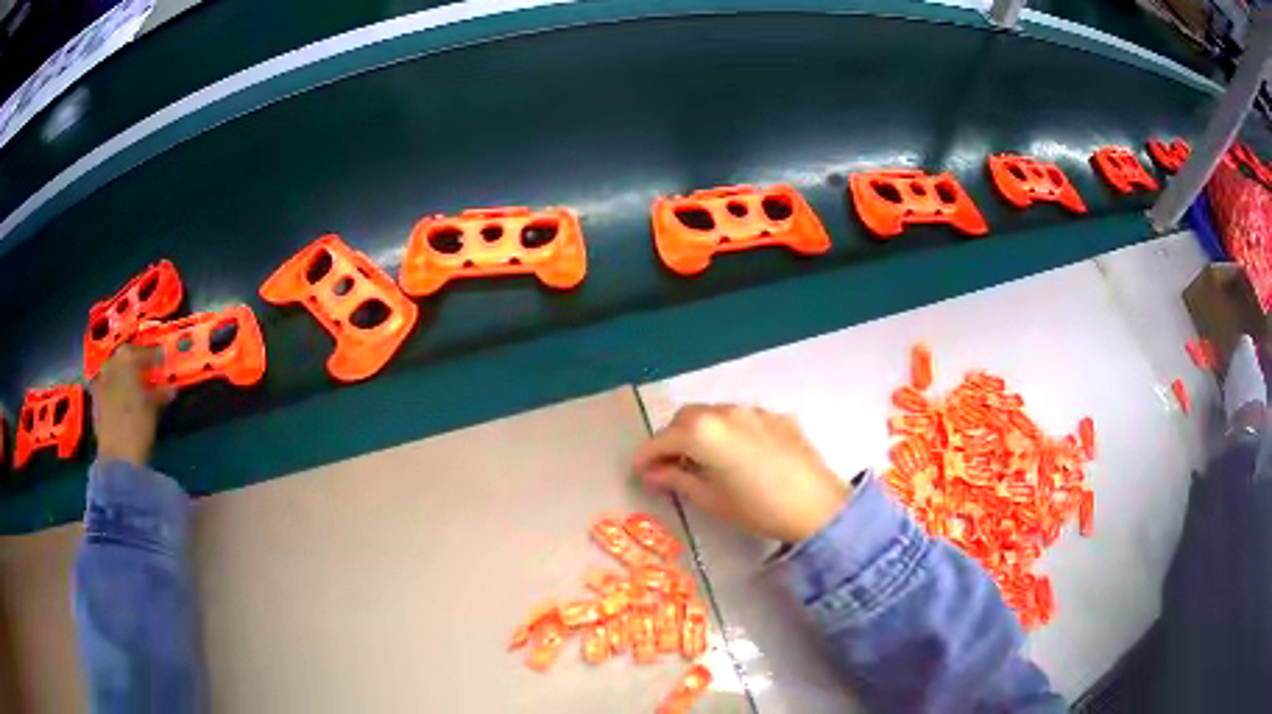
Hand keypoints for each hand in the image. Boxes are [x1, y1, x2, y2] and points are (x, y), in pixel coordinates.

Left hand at [91, 345, 171, 466]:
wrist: (117, 457)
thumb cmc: (138, 427)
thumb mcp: (154, 409)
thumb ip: (160, 393)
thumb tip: (170, 388)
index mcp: (127, 357)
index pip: (144, 351)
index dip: (155, 357)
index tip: (162, 363)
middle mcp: (111, 363)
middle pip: (125, 358)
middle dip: (136, 364)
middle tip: (147, 374)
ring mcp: (100, 381)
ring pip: (114, 371)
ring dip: (124, 376)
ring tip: (134, 388)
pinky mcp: (95, 400)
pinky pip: (107, 387)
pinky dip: (115, 390)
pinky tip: (122, 402)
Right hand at [633, 404, 850, 542]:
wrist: (818, 506)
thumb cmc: (758, 509)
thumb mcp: (711, 499)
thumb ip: (677, 480)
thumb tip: (652, 473)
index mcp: (703, 432)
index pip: (662, 439)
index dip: (646, 455)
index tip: (638, 470)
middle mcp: (725, 412)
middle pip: (687, 418)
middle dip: (673, 438)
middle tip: (669, 465)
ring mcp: (754, 411)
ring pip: (715, 414)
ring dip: (701, 431)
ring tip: (704, 459)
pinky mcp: (777, 416)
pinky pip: (743, 419)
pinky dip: (730, 431)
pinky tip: (739, 455)